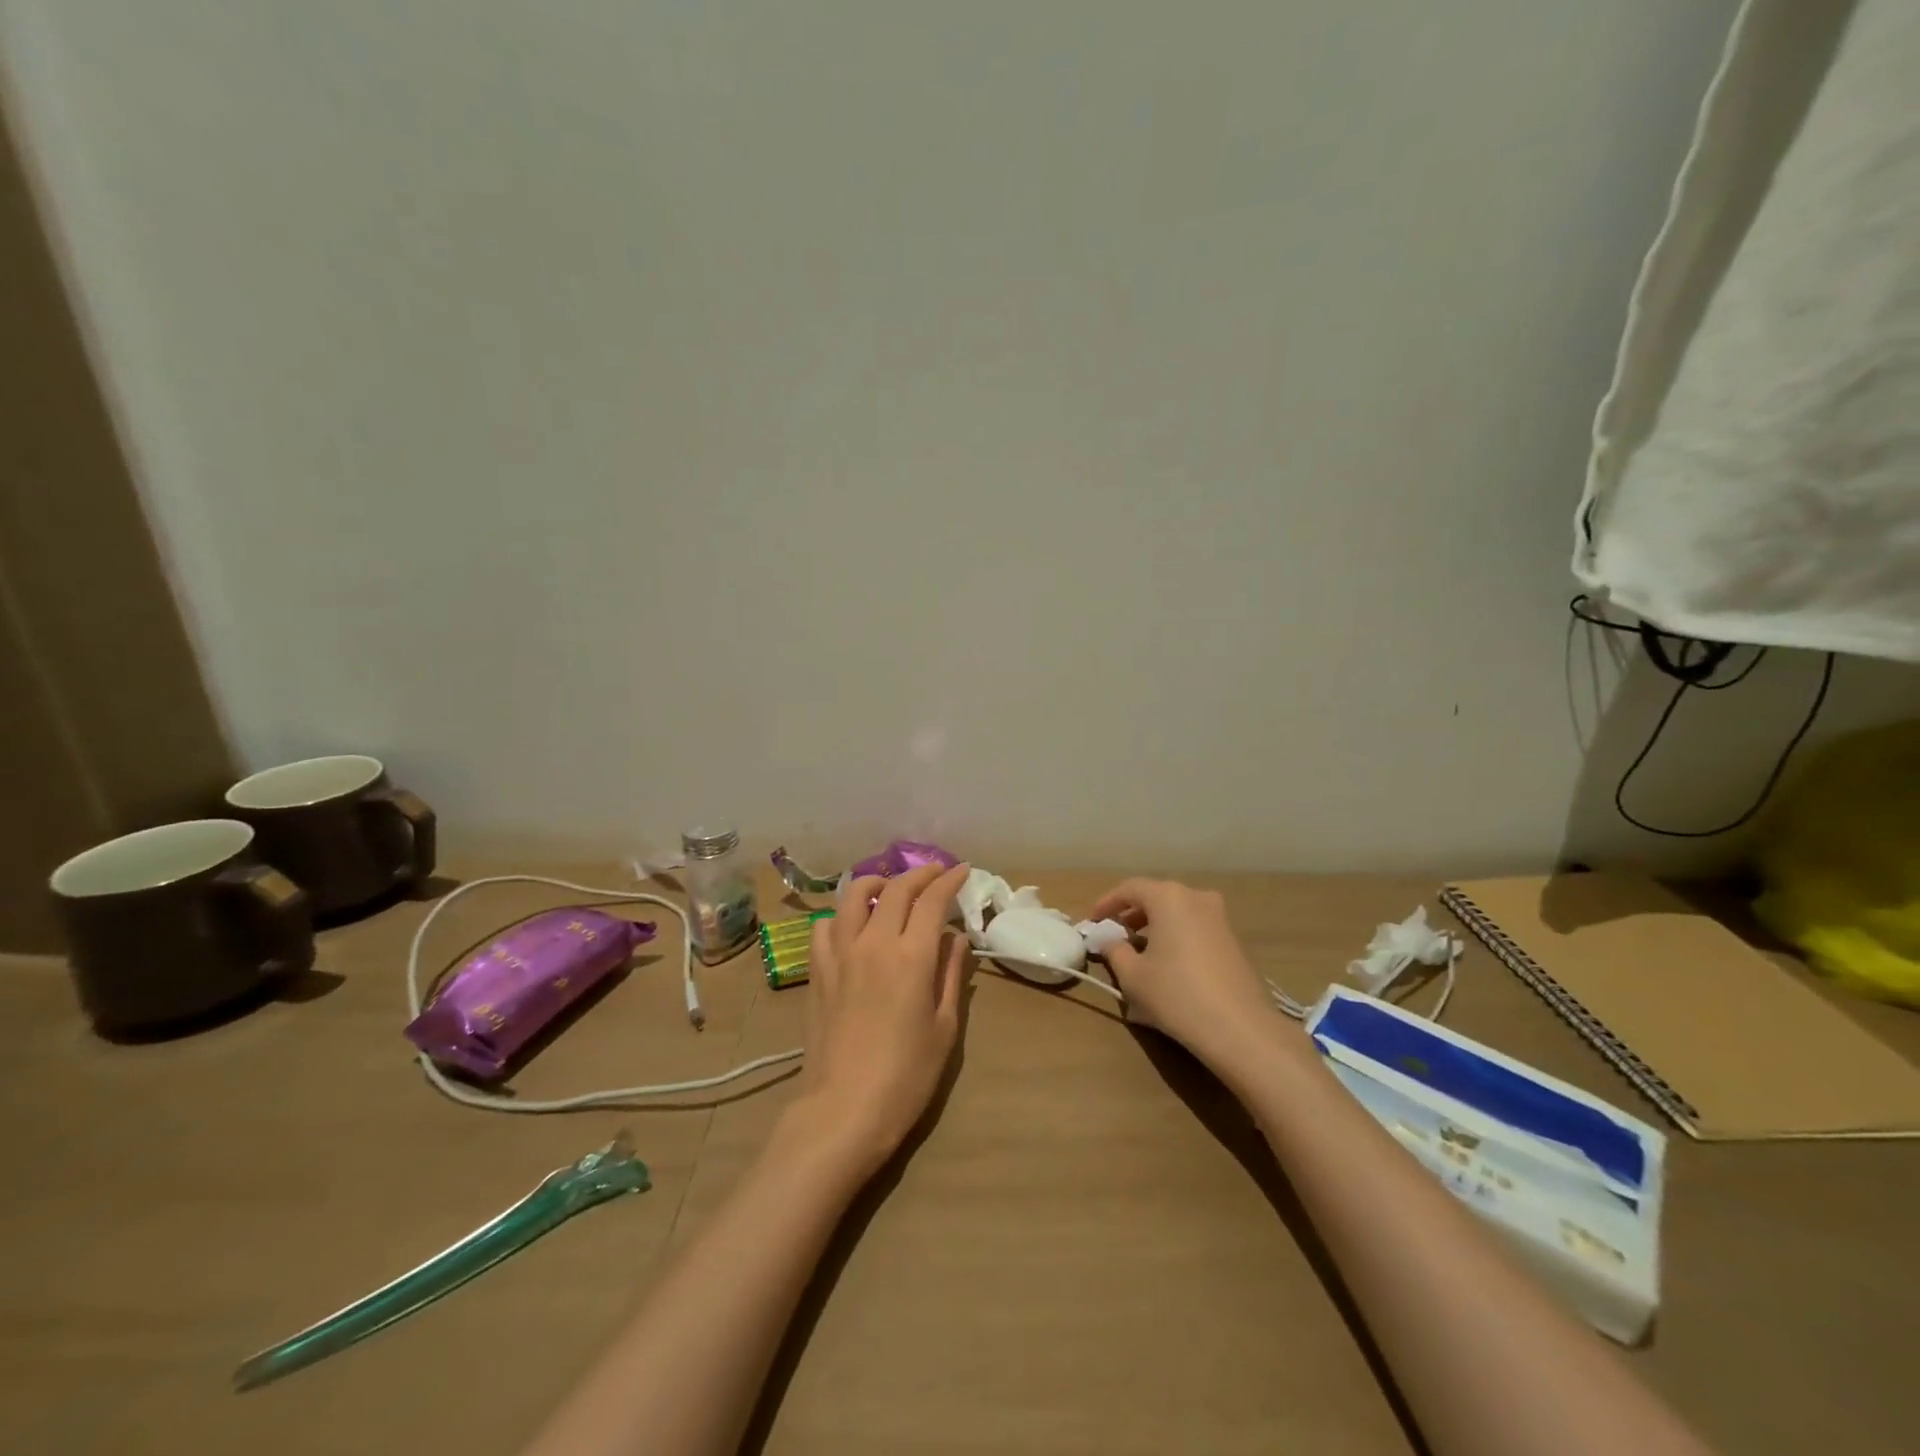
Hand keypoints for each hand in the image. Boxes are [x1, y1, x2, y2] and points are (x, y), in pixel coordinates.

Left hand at [787, 862, 972, 1176]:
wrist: (844, 1109)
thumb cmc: (906, 1076)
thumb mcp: (944, 1027)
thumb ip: (950, 975)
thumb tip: (955, 938)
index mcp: (911, 956)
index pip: (932, 901)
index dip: (949, 881)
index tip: (963, 870)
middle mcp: (874, 943)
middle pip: (896, 889)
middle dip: (920, 874)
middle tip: (936, 873)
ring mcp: (840, 954)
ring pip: (854, 896)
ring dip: (877, 882)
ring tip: (890, 887)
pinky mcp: (817, 970)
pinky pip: (825, 925)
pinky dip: (842, 914)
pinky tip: (852, 924)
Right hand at [1088, 878, 1276, 1070]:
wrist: (1240, 1028)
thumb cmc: (1176, 994)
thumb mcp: (1133, 976)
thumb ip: (1115, 951)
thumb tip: (1111, 941)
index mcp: (1168, 897)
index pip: (1129, 889)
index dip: (1107, 903)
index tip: (1093, 921)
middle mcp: (1196, 897)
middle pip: (1156, 896)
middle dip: (1132, 913)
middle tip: (1114, 933)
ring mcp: (1220, 917)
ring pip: (1178, 911)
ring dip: (1155, 924)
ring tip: (1139, 948)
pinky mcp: (1233, 940)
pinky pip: (1195, 926)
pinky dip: (1176, 934)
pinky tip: (1168, 961)